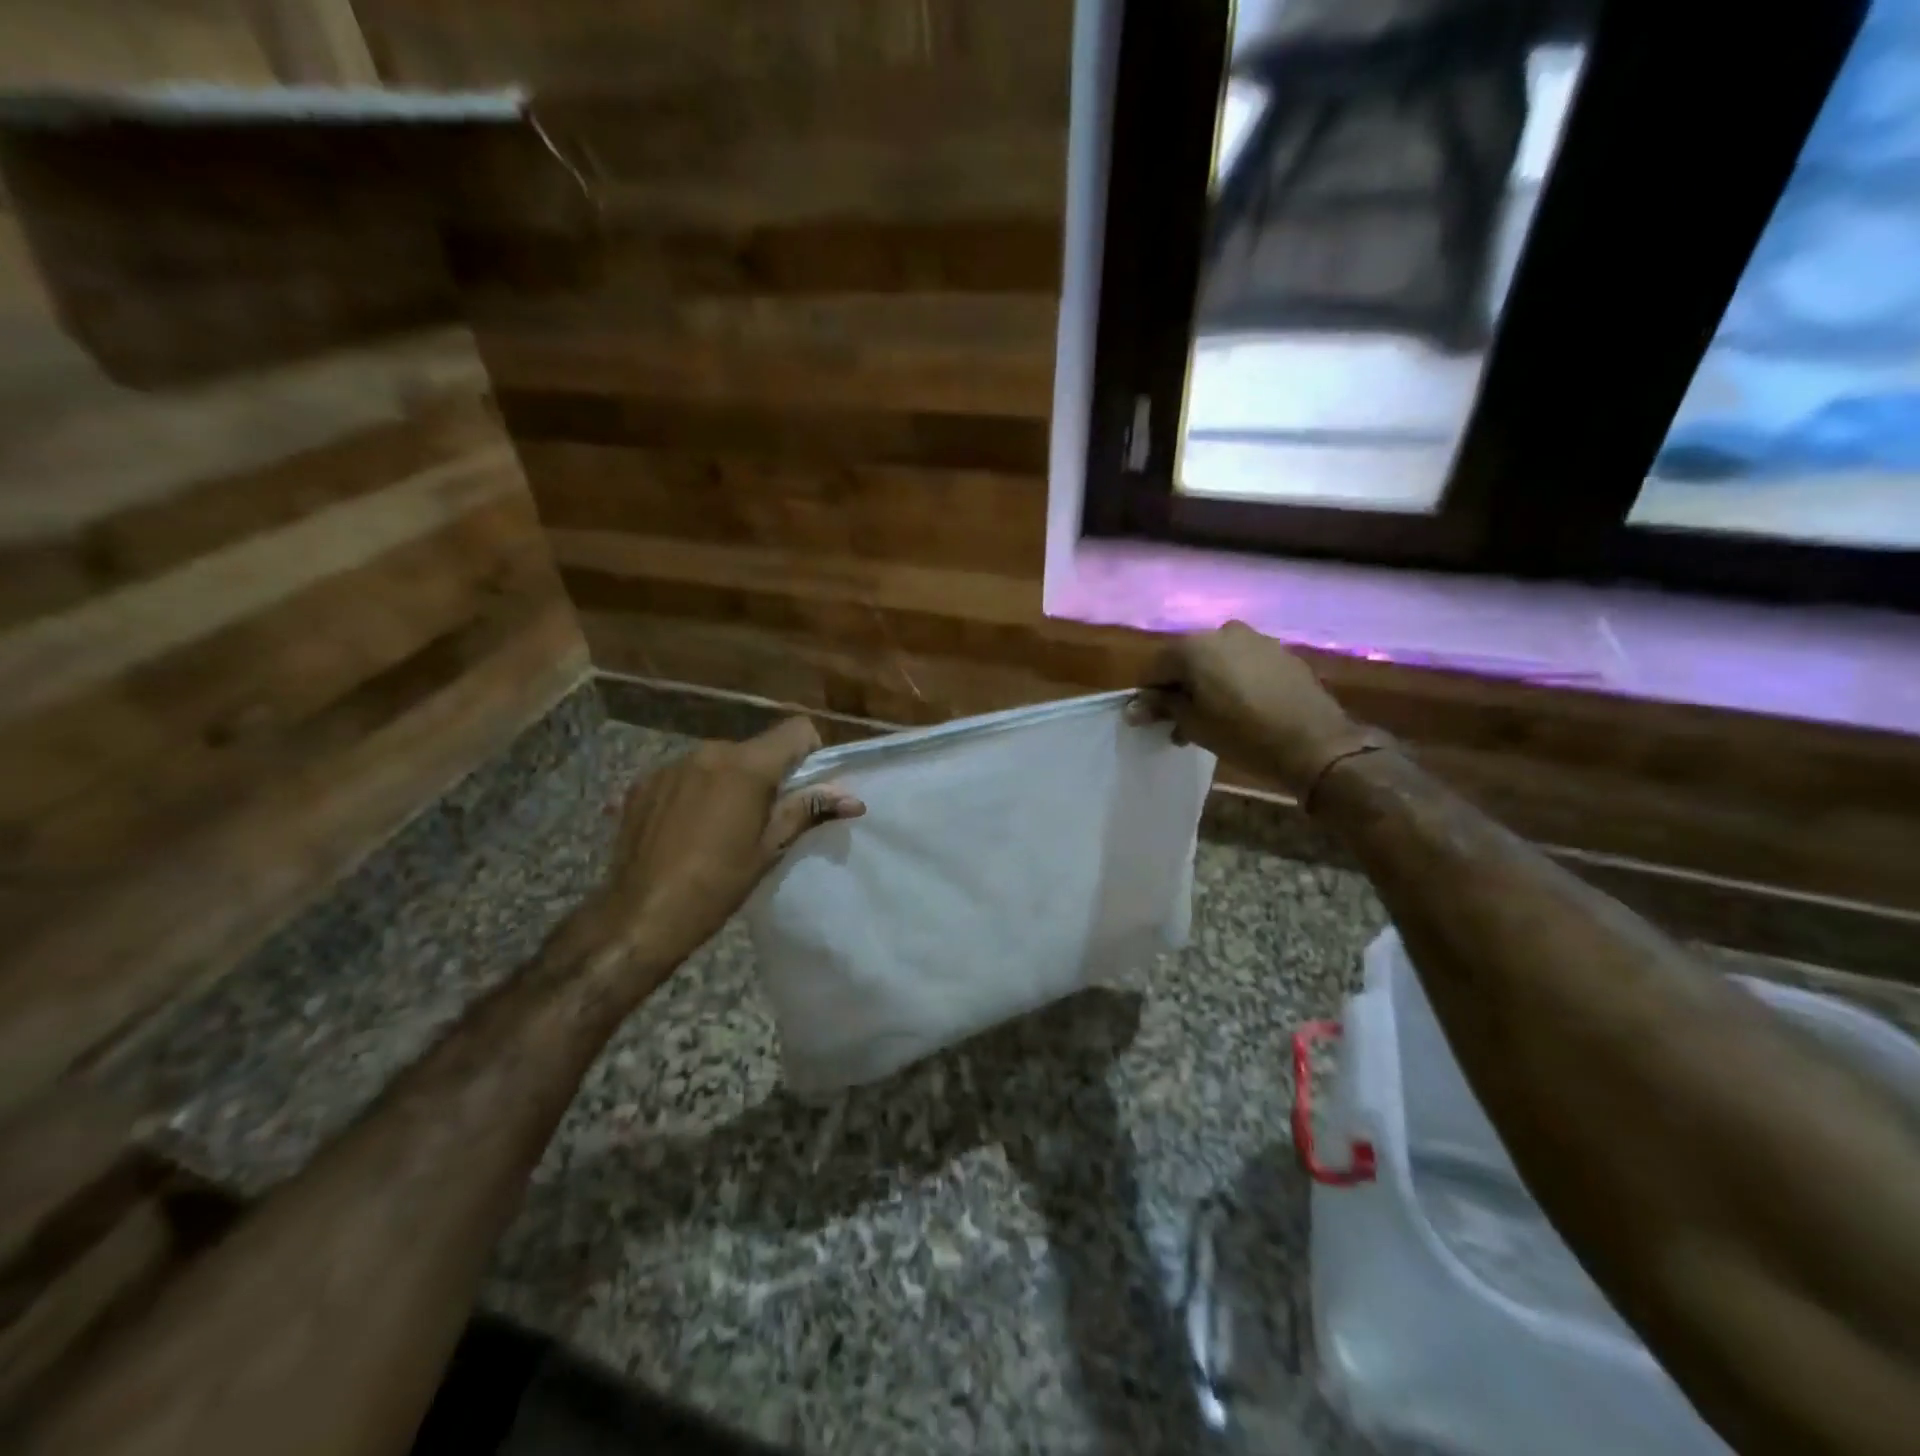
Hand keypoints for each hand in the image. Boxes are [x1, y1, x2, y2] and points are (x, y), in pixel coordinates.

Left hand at [591, 718, 863, 974]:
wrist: (640, 916)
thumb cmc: (717, 885)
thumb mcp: (769, 849)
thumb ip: (808, 811)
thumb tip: (853, 799)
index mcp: (746, 766)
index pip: (795, 729)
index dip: (808, 753)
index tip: (803, 788)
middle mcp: (708, 752)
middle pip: (755, 748)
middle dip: (766, 774)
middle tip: (762, 819)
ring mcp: (670, 765)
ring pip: (718, 761)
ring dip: (728, 782)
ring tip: (719, 827)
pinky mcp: (642, 783)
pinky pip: (684, 774)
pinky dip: (694, 792)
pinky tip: (684, 830)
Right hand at [1132, 622, 1365, 795]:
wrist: (1314, 742)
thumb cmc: (1242, 734)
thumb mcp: (1193, 724)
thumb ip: (1162, 707)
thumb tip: (1133, 707)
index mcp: (1194, 647)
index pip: (1155, 666)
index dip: (1149, 693)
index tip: (1150, 718)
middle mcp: (1222, 632)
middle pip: (1187, 659)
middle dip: (1179, 687)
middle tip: (1179, 721)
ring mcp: (1255, 639)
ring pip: (1217, 660)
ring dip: (1207, 684)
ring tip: (1211, 718)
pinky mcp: (1280, 652)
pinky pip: (1244, 663)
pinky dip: (1234, 680)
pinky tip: (1241, 708)